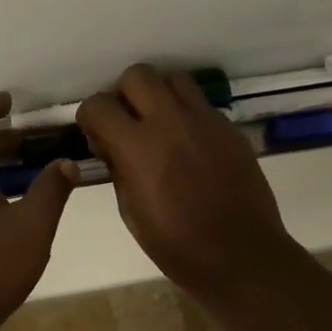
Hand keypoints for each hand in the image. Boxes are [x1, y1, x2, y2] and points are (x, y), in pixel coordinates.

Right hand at [77, 64, 305, 301]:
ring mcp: (205, 121)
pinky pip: (201, 104)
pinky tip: (189, 146)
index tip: (97, 135)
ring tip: (160, 126)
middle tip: (129, 123)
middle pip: (138, 75)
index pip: (98, 104)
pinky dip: (187, 115)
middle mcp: (171, 121)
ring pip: (174, 80)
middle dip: (125, 94)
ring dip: (159, 96)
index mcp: (138, 146)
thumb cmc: (177, 245)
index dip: (90, 117)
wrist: (241, 256)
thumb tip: (111, 144)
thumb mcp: (130, 210)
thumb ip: (118, 167)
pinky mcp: (229, 128)